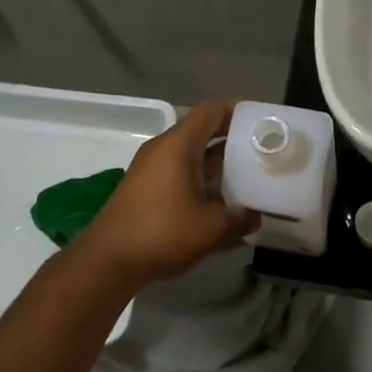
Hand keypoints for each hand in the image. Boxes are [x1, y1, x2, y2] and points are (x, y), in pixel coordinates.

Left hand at [74, 100, 254, 290]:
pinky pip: (181, 172)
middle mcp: (164, 148)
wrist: (108, 261)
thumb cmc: (161, 232)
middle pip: (203, 131)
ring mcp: (152, 168)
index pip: (212, 110)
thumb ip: (240, 218)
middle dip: (234, 140)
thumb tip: (256, 215)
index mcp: (178, 144)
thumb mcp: (211, 227)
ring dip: (219, 164)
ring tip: (249, 177)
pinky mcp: (146, 188)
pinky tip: (221, 203)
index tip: (263, 122)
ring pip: (193, 154)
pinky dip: (202, 179)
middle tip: (263, 151)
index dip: (239, 110)